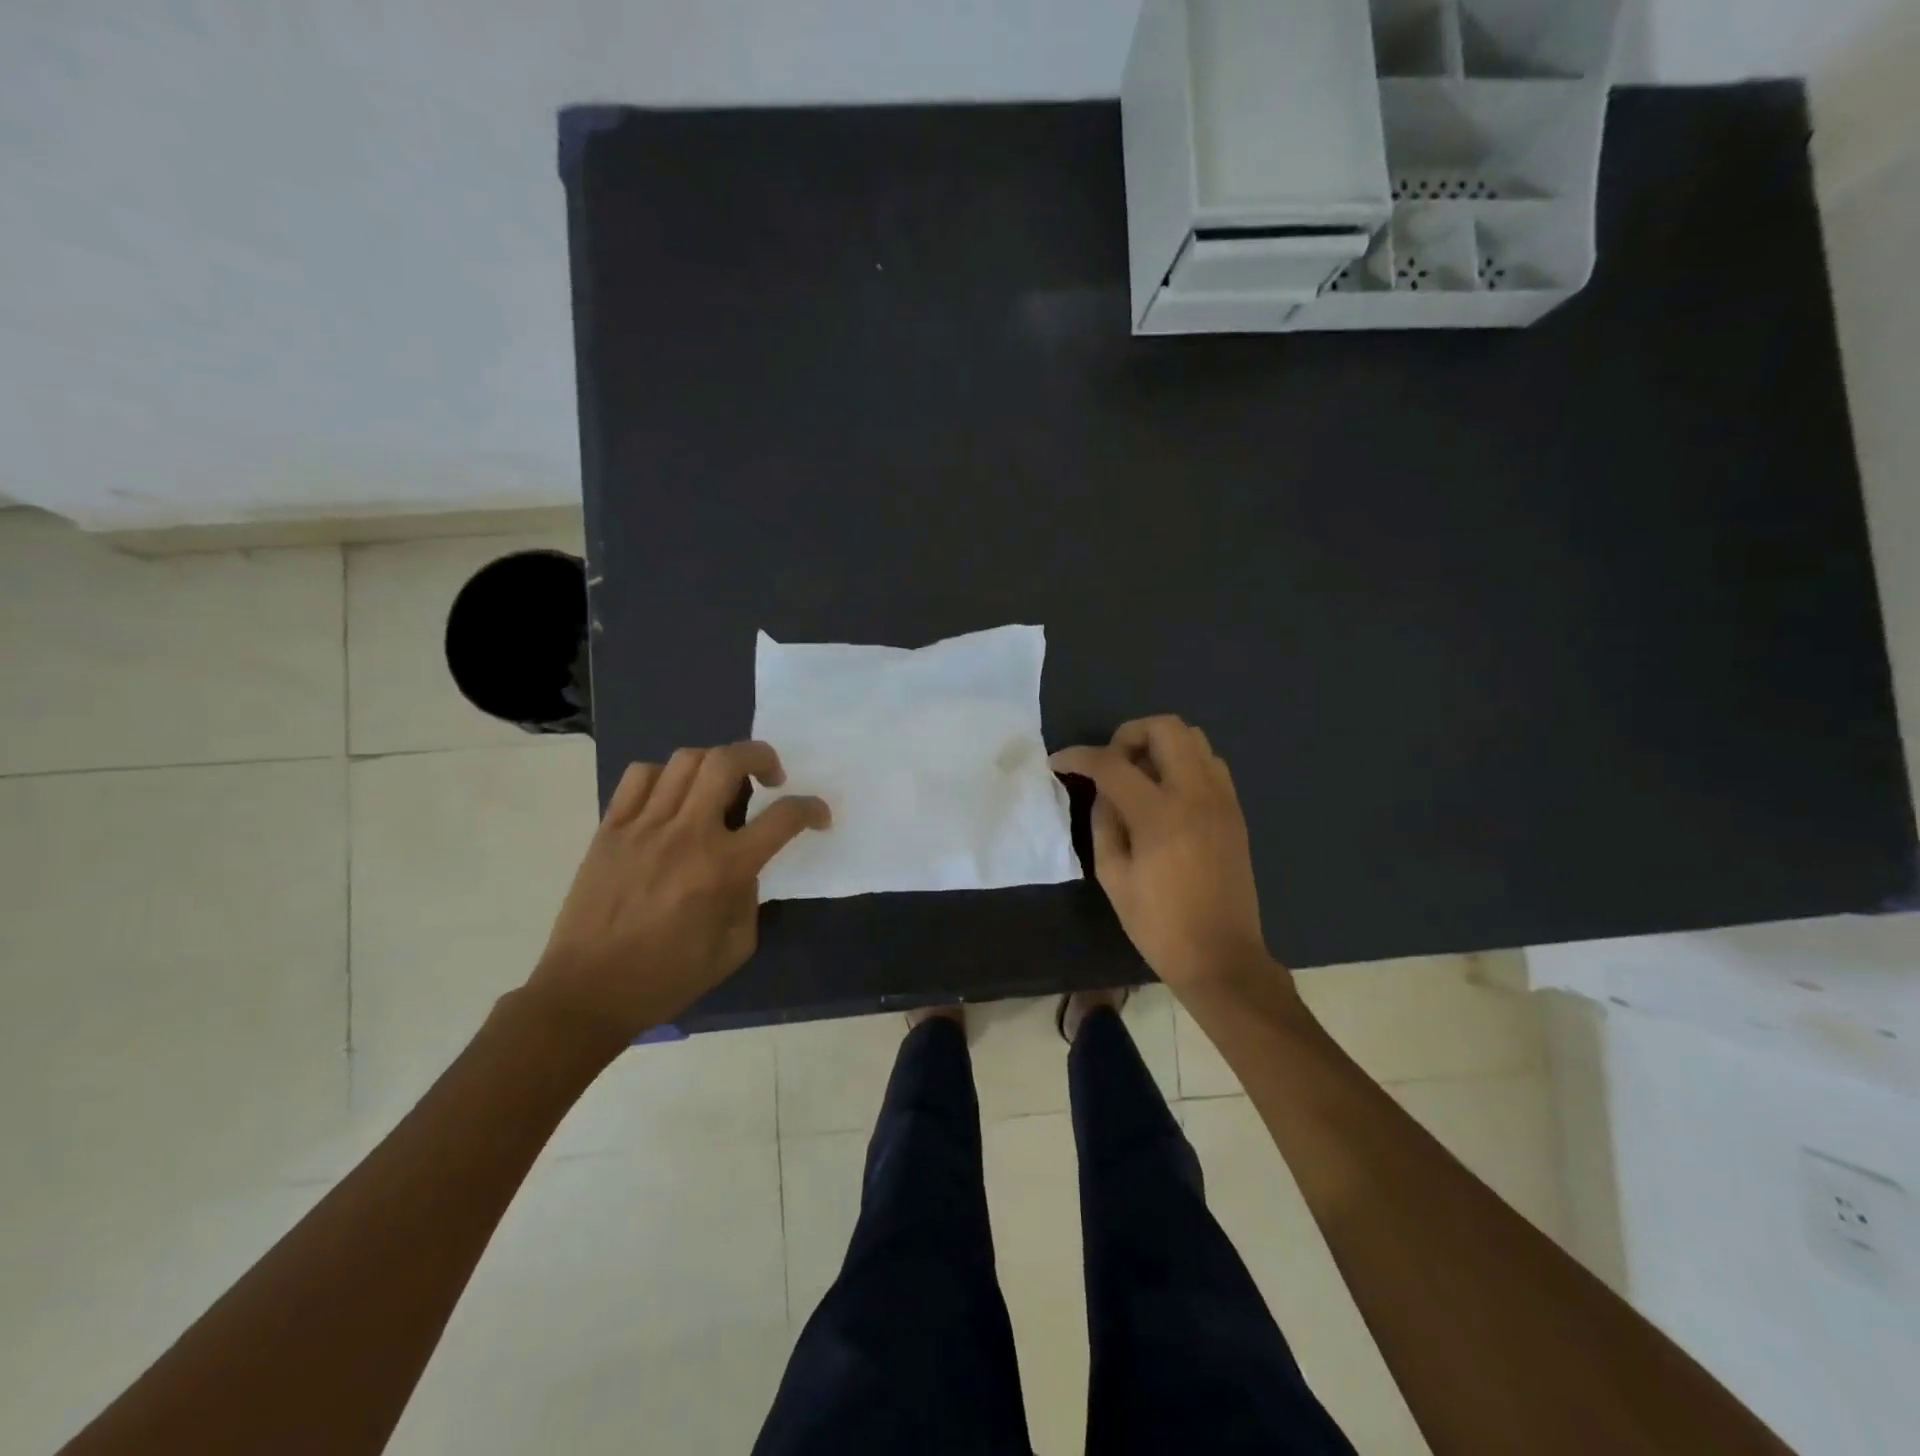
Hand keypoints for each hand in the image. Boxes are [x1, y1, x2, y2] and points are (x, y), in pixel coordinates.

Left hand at [526, 741, 829, 1040]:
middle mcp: (686, 834)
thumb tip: (745, 866)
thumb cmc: (667, 978)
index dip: (811, 808)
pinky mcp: (610, 827)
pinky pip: (640, 776)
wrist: (586, 993)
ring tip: (721, 785)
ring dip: (717, 763)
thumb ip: (750, 897)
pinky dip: (666, 775)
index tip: (818, 816)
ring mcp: (643, 825)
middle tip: (771, 777)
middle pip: (728, 761)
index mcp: (723, 869)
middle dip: (762, 756)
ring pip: (686, 760)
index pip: (783, 818)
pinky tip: (673, 797)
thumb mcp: (734, 947)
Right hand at [1052, 716, 1274, 991]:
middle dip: (1128, 734)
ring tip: (1139, 777)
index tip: (1059, 762)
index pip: (1112, 764)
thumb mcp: (1113, 877)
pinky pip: (1211, 764)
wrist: (1222, 957)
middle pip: (1166, 727)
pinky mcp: (1235, 811)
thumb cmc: (1158, 925)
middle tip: (1111, 764)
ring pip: (1194, 738)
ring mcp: (1222, 800)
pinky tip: (1167, 794)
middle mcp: (1196, 794)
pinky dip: (1184, 763)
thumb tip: (1103, 793)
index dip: (1079, 756)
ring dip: (1160, 745)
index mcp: (1159, 815)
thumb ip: (1104, 823)